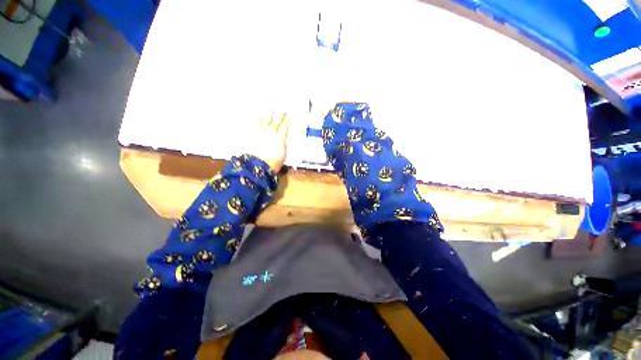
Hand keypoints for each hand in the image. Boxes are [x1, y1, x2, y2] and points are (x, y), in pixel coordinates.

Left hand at [248, 111, 290, 172]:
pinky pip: (255, 123)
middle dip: (280, 114)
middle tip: (282, 109)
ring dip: (268, 113)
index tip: (290, 115)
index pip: (285, 124)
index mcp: (280, 136)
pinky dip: (257, 119)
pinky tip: (257, 116)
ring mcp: (261, 131)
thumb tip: (284, 136)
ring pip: (265, 119)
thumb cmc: (274, 161)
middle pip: (276, 120)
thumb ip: (283, 141)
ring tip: (270, 109)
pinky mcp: (252, 134)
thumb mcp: (283, 152)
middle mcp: (271, 131)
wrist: (259, 164)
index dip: (287, 119)